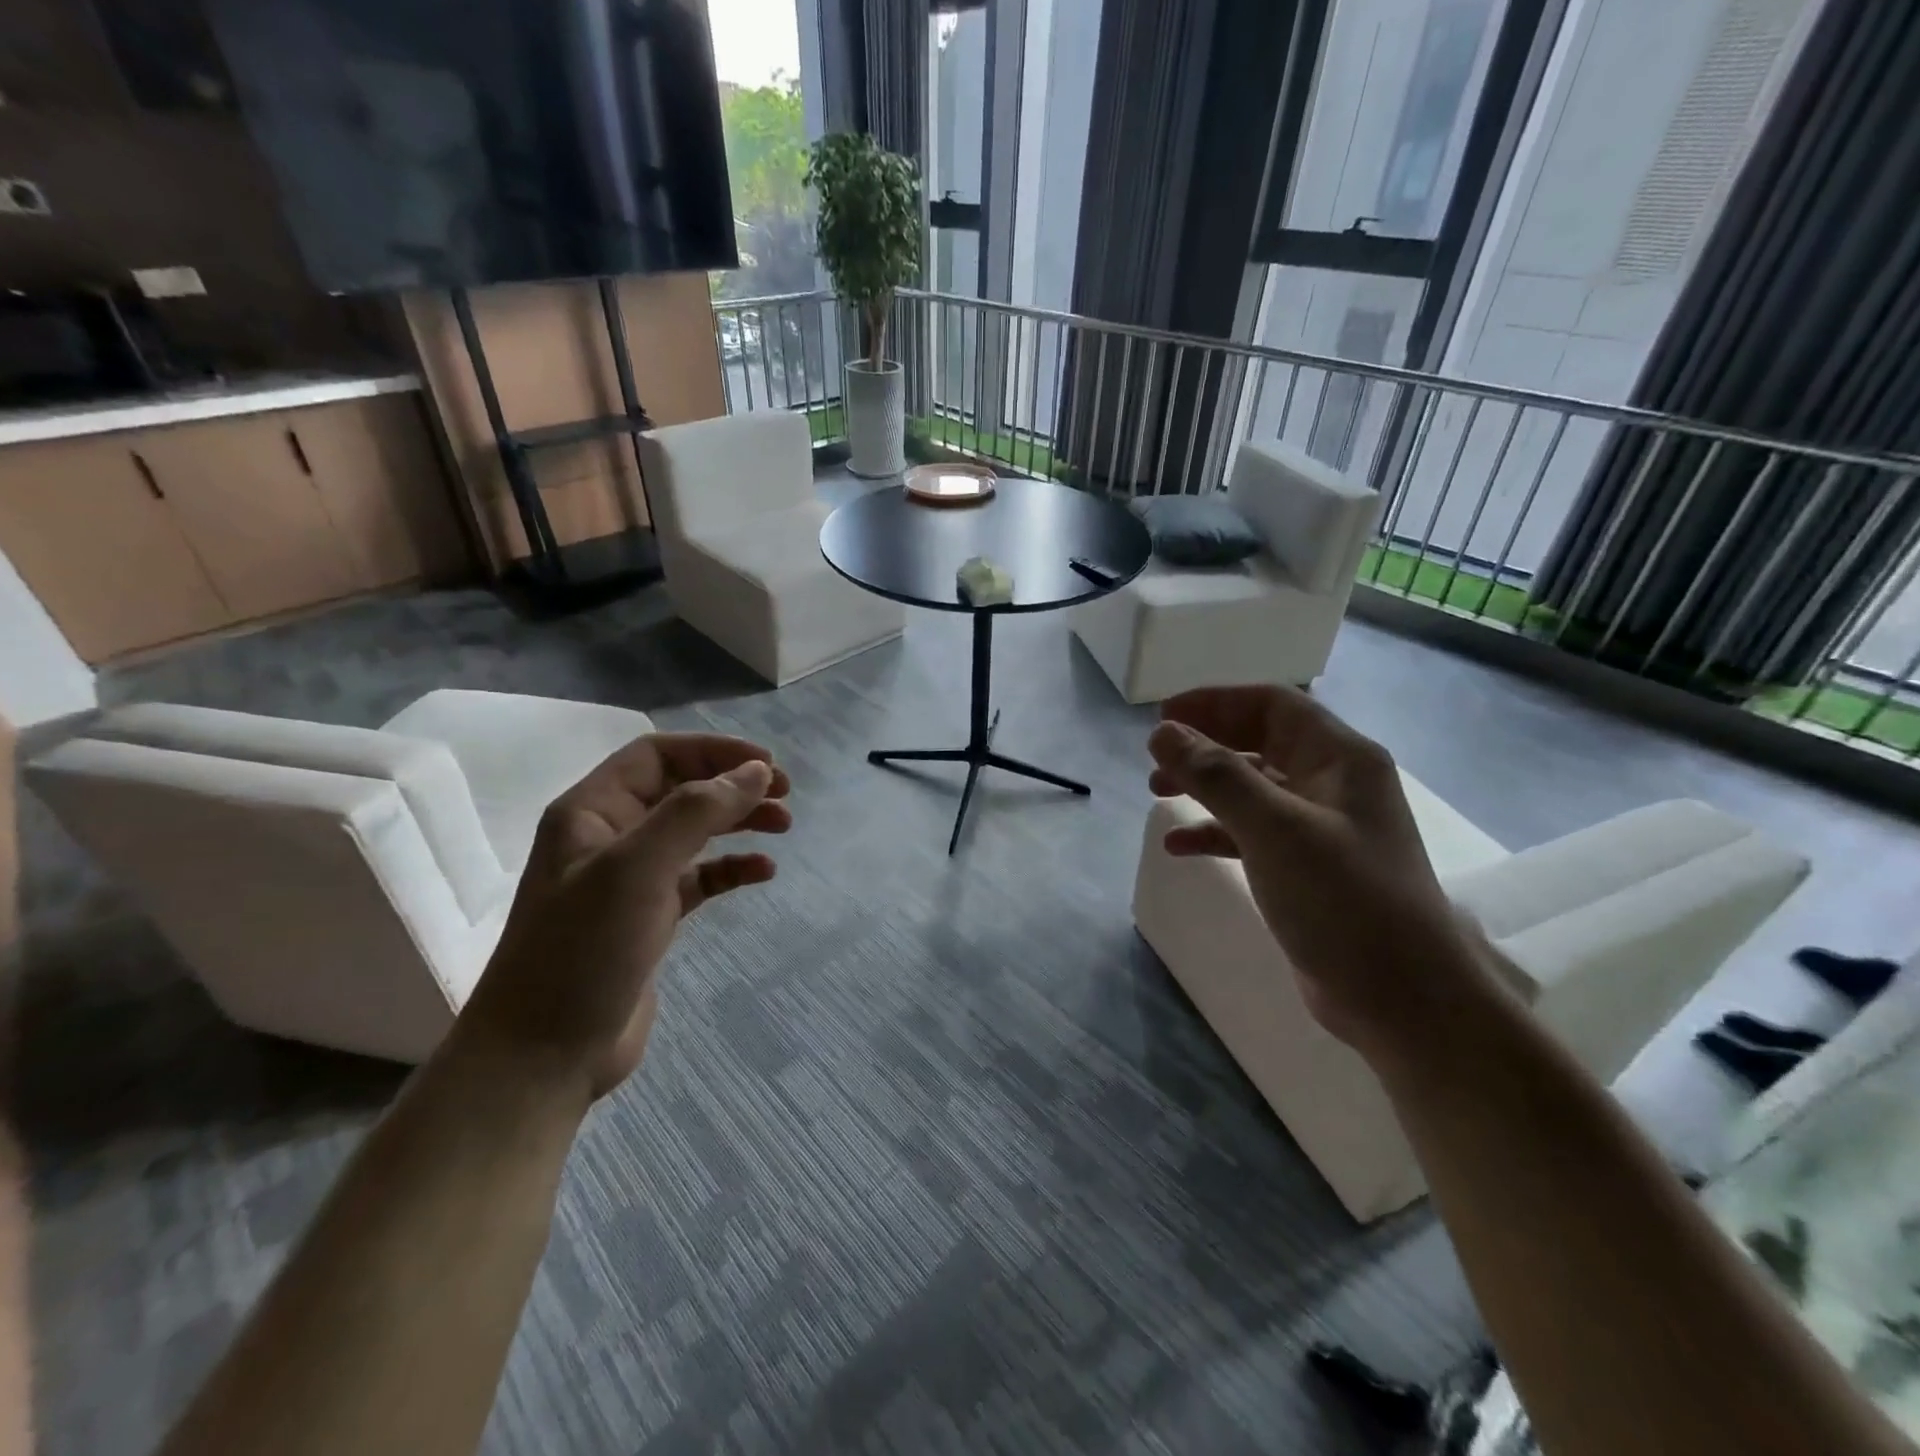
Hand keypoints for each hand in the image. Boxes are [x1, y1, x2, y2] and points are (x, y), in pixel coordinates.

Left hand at [457, 733, 790, 1100]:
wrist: (542, 1056)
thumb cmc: (583, 950)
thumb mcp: (637, 869)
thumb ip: (696, 812)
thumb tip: (755, 771)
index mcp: (591, 811)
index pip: (657, 755)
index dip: (713, 751)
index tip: (766, 764)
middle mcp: (609, 837)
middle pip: (680, 790)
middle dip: (733, 785)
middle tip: (785, 794)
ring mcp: (629, 880)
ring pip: (694, 833)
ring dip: (738, 822)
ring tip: (784, 826)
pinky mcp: (649, 919)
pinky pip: (699, 878)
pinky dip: (731, 869)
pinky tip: (763, 872)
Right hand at [1146, 686, 1493, 1061]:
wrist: (1402, 998)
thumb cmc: (1343, 899)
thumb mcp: (1273, 828)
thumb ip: (1216, 775)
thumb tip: (1162, 732)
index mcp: (1340, 758)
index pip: (1272, 704)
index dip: (1215, 701)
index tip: (1163, 715)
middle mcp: (1334, 783)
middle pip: (1259, 741)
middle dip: (1204, 744)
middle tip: (1155, 757)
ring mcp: (1321, 828)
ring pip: (1252, 788)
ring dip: (1204, 786)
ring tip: (1156, 793)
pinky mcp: (1307, 868)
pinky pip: (1252, 833)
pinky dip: (1215, 832)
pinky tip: (1178, 846)